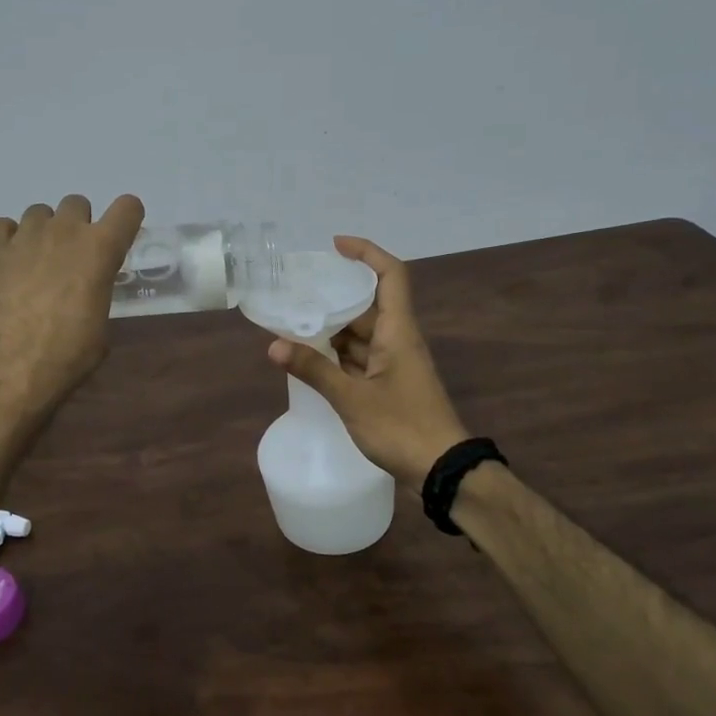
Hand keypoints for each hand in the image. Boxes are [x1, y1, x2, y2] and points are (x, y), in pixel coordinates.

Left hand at [0, 194, 145, 431]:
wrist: (6, 367)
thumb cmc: (66, 355)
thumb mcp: (100, 327)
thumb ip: (97, 293)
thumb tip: (87, 291)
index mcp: (100, 249)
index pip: (127, 208)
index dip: (126, 219)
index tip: (120, 236)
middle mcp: (64, 231)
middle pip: (77, 204)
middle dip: (78, 225)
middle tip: (71, 257)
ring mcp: (24, 235)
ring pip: (38, 213)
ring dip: (42, 231)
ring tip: (34, 263)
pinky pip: (1, 227)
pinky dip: (6, 239)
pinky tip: (6, 262)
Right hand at [266, 236, 468, 486]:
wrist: (442, 469)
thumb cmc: (402, 427)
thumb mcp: (352, 399)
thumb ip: (314, 371)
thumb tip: (273, 346)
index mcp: (399, 332)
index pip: (391, 275)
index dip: (366, 253)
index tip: (335, 246)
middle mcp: (399, 340)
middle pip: (368, 305)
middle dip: (334, 297)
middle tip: (297, 292)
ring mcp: (395, 364)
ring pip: (362, 334)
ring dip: (332, 329)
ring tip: (293, 324)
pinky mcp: (390, 386)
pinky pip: (361, 358)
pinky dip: (337, 356)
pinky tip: (310, 359)